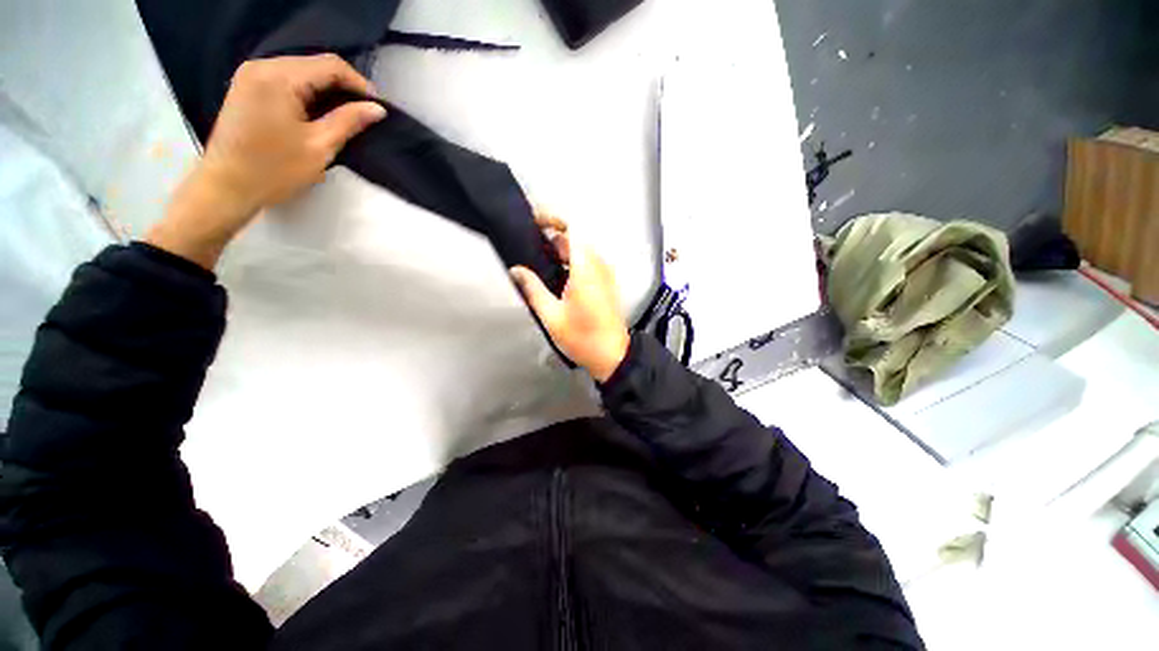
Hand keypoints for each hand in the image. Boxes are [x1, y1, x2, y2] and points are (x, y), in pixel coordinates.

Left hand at [146, 54, 386, 268]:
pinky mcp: (247, 86)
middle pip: (314, 64)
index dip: (359, 83)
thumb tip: (377, 108)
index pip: (330, 65)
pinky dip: (308, 92)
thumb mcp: (319, 147)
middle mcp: (262, 66)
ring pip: (302, 70)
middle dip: (343, 86)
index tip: (377, 107)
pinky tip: (319, 111)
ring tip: (346, 114)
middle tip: (364, 113)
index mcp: (279, 78)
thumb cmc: (275, 170)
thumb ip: (348, 121)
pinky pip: (286, 78)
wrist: (227, 185)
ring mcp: (251, 74)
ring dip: (326, 90)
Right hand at [511, 212, 629, 382]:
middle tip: (530, 249)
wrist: (612, 355)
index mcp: (585, 268)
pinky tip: (557, 277)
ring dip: (561, 251)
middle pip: (575, 239)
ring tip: (539, 264)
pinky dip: (572, 262)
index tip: (534, 223)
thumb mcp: (551, 315)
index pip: (572, 228)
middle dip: (552, 238)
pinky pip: (589, 262)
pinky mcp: (607, 283)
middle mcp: (599, 265)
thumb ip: (533, 288)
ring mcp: (605, 274)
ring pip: (582, 251)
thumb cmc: (582, 337)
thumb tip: (516, 270)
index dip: (552, 219)